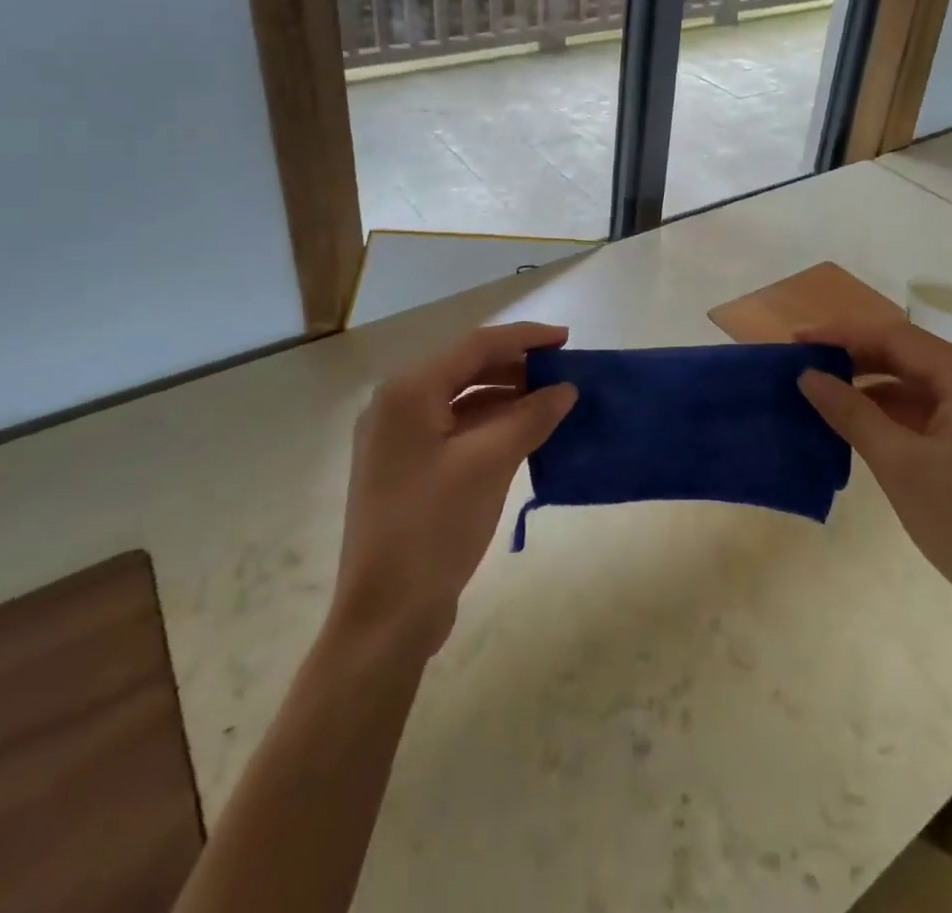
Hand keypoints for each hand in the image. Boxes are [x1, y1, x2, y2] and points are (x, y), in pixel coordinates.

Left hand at [332, 321, 577, 656]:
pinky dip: (489, 424)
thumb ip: (530, 416)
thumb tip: (566, 388)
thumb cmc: (434, 527)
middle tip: (562, 373)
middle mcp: (396, 403)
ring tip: (550, 402)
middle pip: (466, 367)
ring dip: (505, 396)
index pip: (476, 345)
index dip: (524, 337)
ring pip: (460, 398)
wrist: (385, 615)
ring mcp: (397, 438)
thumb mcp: (490, 463)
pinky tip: (522, 434)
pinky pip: (454, 428)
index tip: (566, 339)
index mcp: (409, 391)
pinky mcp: (406, 466)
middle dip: (516, 366)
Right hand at [796, 319, 951, 634]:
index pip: (894, 337)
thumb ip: (851, 412)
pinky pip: (926, 413)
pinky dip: (890, 415)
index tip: (796, 341)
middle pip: (906, 356)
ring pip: (914, 386)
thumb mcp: (899, 464)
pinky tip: (857, 427)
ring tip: (822, 395)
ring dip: (869, 388)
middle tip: (804, 366)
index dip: (841, 335)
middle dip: (853, 359)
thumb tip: (807, 375)